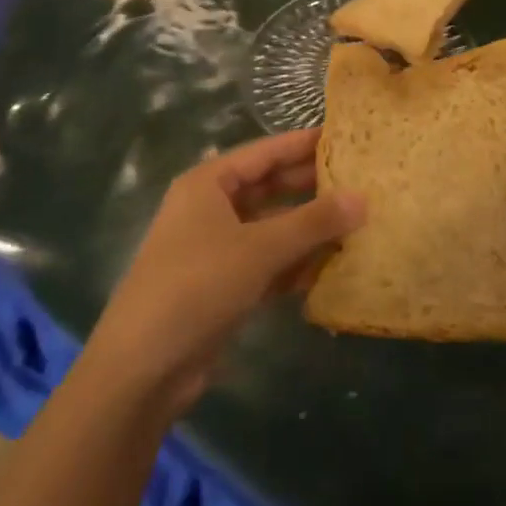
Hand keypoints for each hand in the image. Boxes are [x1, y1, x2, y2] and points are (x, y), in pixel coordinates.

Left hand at [79, 129, 364, 422]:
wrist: (142, 369)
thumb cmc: (198, 285)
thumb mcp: (259, 248)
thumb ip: (313, 222)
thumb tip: (363, 198)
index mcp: (209, 183)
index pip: (265, 152)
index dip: (303, 143)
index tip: (344, 136)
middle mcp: (210, 208)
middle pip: (268, 187)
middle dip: (311, 186)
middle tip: (359, 180)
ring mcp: (215, 249)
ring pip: (271, 227)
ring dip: (307, 228)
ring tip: (356, 221)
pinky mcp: (222, 286)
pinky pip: (267, 263)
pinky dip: (294, 264)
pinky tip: (331, 266)